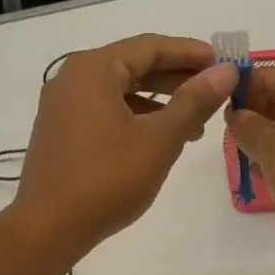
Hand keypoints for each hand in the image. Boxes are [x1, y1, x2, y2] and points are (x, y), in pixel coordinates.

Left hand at [16, 34, 237, 259]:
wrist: (49, 227)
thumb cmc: (108, 179)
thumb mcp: (159, 139)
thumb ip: (194, 101)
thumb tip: (225, 71)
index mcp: (93, 69)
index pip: (151, 46)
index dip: (191, 53)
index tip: (224, 63)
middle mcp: (72, 79)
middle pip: (134, 66)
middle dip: (176, 79)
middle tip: (215, 93)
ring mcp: (62, 107)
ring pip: (120, 92)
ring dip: (159, 103)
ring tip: (195, 125)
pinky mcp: (60, 133)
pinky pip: (104, 112)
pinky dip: (135, 119)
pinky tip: (159, 140)